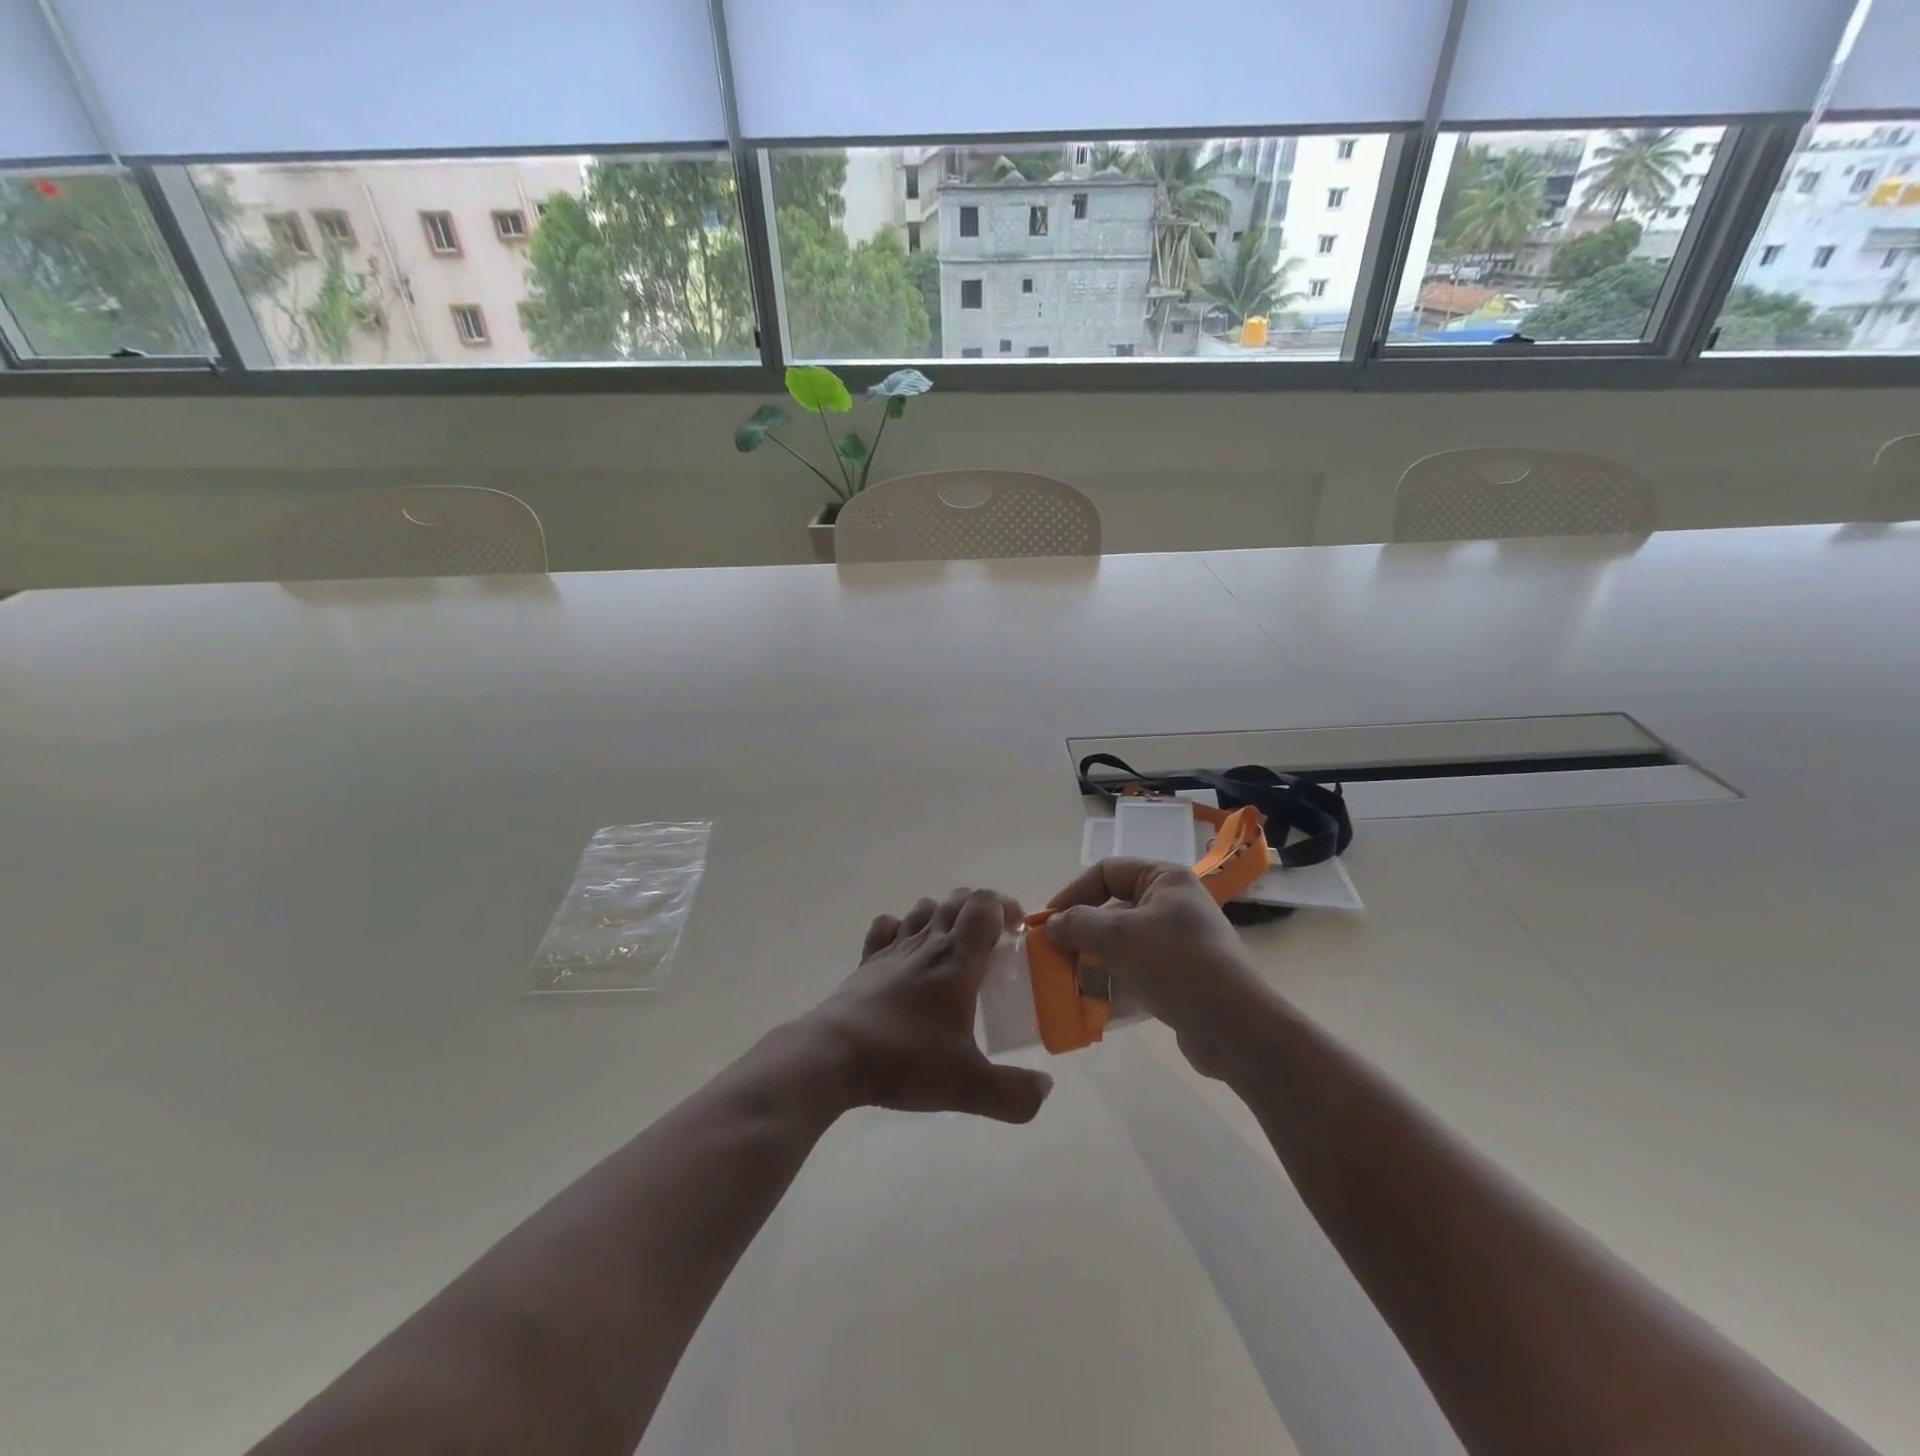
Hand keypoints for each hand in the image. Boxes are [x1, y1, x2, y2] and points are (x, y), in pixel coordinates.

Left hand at [801, 887, 1053, 1123]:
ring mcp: (892, 950)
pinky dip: (900, 929)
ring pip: (922, 908)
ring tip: (952, 949)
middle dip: (980, 910)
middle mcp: (927, 943)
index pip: (984, 905)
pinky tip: (906, 954)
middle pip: (957, 899)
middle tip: (992, 944)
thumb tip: (1045, 1087)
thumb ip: (1014, 1092)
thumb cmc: (906, 1061)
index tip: (1017, 931)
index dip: (1005, 906)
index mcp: (957, 960)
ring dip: (943, 916)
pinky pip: (885, 927)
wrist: (834, 1057)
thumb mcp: (968, 1086)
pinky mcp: (866, 964)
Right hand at [1046, 858, 1275, 1077]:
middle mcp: (1171, 904)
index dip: (1072, 893)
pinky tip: (1091, 1005)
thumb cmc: (1179, 965)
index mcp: (1164, 879)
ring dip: (1092, 961)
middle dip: (1080, 933)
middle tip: (1052, 956)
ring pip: (1120, 943)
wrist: (1239, 1028)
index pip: (1105, 871)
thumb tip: (1052, 926)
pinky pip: (1135, 972)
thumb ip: (1079, 924)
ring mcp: (1177, 942)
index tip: (1048, 923)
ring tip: (1067, 983)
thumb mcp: (1120, 936)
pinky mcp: (1179, 977)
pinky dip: (1113, 984)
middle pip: (1111, 908)